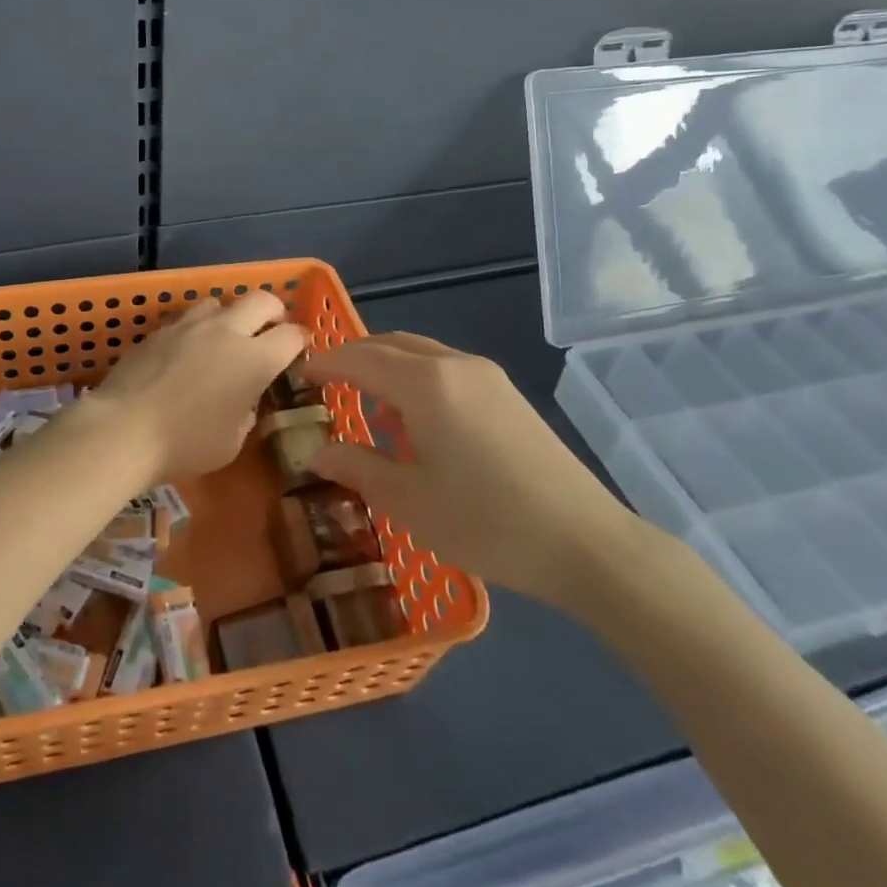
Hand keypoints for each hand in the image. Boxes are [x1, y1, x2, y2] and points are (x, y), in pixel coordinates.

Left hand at [85, 294, 305, 481]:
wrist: (124, 428)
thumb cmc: (186, 444)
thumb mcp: (231, 442)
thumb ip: (246, 413)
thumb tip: (243, 400)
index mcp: (255, 359)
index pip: (291, 335)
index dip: (300, 340)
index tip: (299, 348)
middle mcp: (227, 331)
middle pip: (261, 299)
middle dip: (273, 311)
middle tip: (270, 329)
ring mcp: (190, 325)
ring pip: (219, 302)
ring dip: (229, 316)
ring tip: (223, 337)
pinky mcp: (159, 329)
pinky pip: (186, 318)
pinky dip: (195, 329)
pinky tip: (186, 351)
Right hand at [305, 333, 643, 611]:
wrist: (585, 542)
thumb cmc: (486, 522)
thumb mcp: (409, 501)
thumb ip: (358, 468)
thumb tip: (316, 452)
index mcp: (425, 383)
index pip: (360, 357)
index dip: (327, 362)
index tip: (301, 373)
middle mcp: (454, 365)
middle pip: (391, 344)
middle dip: (355, 358)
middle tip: (328, 384)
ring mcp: (486, 375)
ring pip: (421, 353)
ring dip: (388, 367)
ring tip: (369, 406)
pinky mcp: (507, 393)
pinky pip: (446, 368)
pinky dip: (417, 378)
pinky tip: (416, 421)